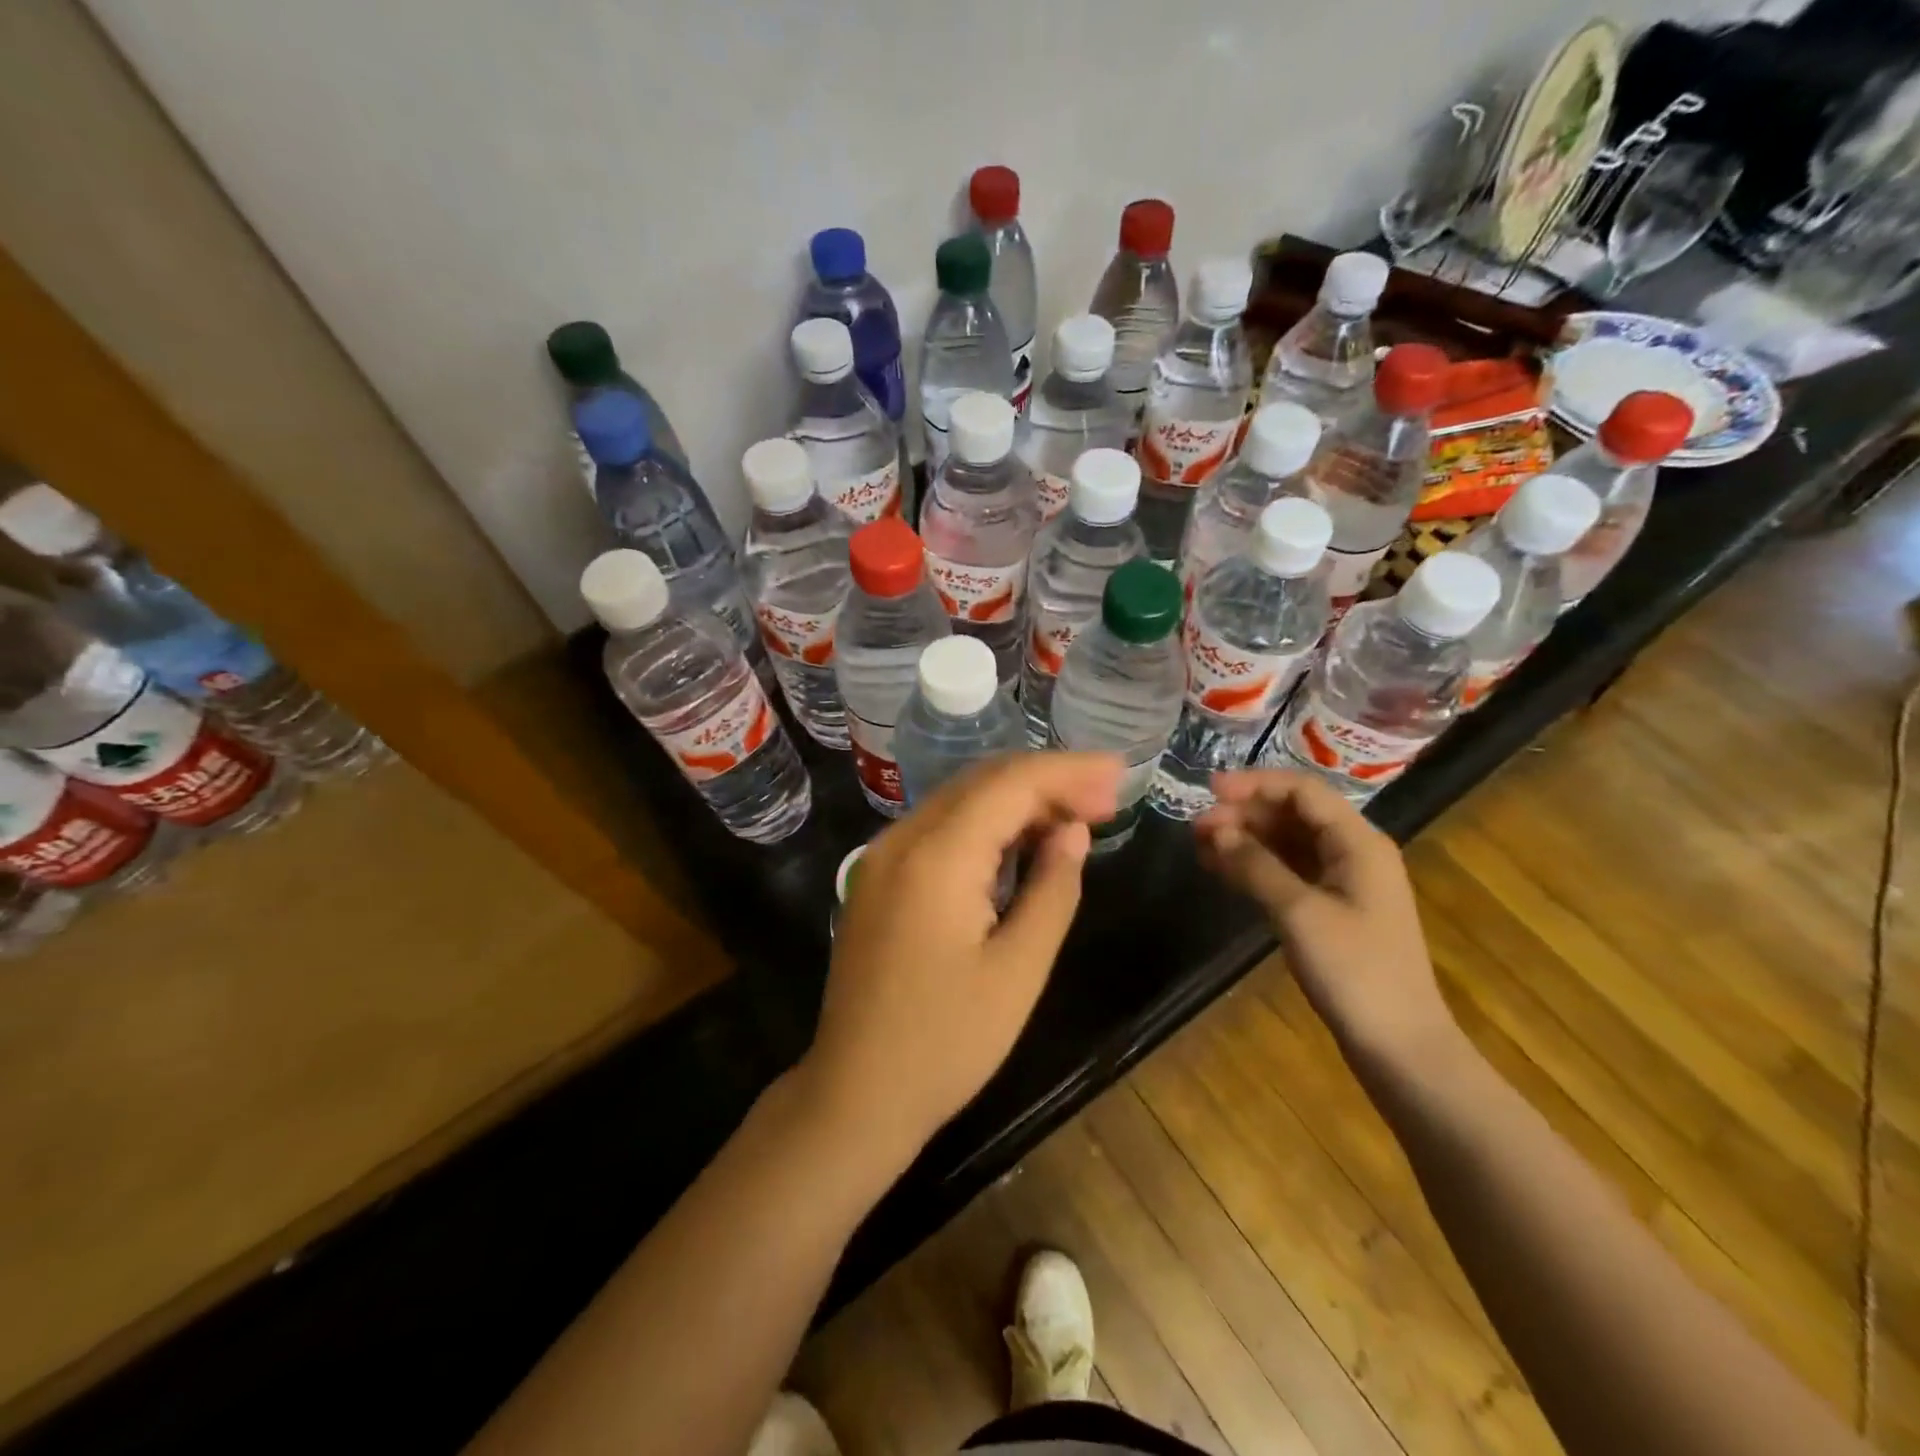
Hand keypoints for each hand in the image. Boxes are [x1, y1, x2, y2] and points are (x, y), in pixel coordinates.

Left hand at [801, 752, 1123, 1168]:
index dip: (1068, 771)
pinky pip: (939, 830)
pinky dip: (986, 826)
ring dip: (1018, 800)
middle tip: (1107, 796)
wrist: (857, 1094)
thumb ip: (1051, 889)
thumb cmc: (946, 1043)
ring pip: (960, 801)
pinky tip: (1022, 841)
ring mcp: (881, 857)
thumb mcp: (1018, 970)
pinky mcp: (878, 879)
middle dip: (1047, 780)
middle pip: (982, 782)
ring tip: (1077, 815)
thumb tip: (1073, 831)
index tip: (1119, 772)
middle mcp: (901, 839)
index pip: (1009, 784)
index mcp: (936, 856)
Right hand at [1195, 768, 1455, 1063]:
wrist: (1398, 1045)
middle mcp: (1352, 852)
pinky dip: (1254, 866)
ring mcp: (1342, 882)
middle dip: (1244, 814)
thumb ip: (1256, 865)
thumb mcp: (1300, 913)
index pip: (1302, 791)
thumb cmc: (1355, 971)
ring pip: (1287, 843)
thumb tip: (1216, 830)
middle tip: (1196, 827)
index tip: (1209, 790)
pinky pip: (1287, 872)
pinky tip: (1221, 869)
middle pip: (1293, 815)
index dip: (1254, 784)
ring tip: (1200, 846)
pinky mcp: (1329, 909)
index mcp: (1358, 842)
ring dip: (1245, 840)